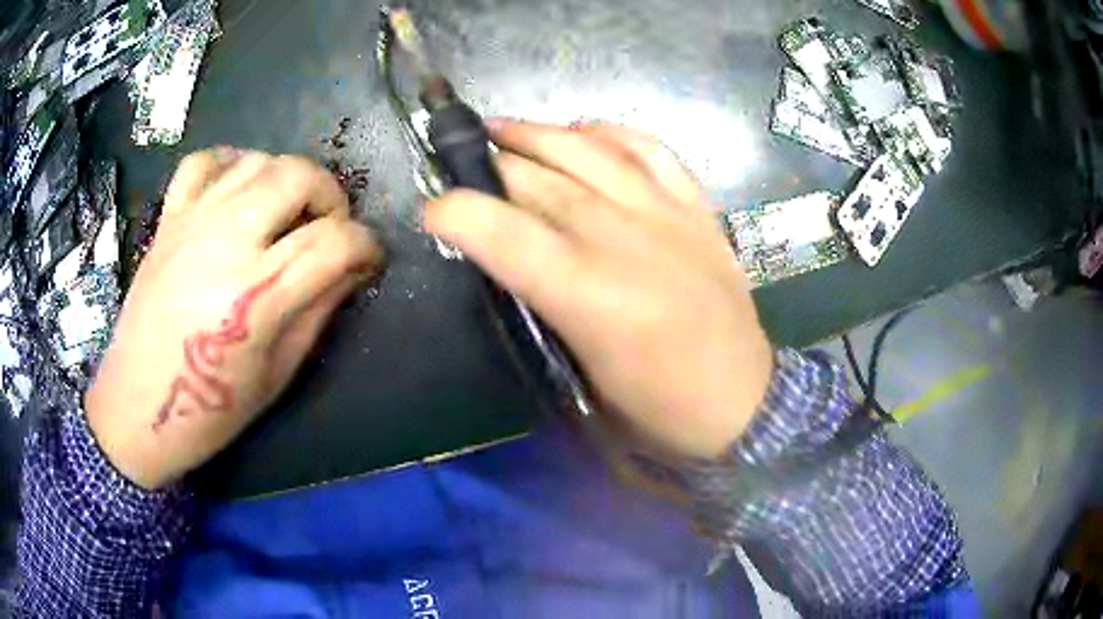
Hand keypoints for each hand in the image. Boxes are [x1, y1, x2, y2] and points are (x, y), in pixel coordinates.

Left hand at [86, 150, 381, 488]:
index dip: (366, 245)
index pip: (334, 242)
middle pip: (298, 177)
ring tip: (287, 212)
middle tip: (329, 228)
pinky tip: (238, 190)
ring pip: (257, 160)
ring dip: (287, 178)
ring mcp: (192, 224)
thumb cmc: (210, 411)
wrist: (137, 410)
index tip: (369, 259)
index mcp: (256, 296)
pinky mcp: (168, 221)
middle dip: (331, 196)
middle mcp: (225, 243)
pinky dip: (229, 164)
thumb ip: (318, 310)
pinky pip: (202, 163)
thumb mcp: (277, 373)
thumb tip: (353, 268)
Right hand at [426, 120, 771, 459]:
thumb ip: (539, 304)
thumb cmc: (655, 407)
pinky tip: (584, 132)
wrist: (742, 403)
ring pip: (589, 149)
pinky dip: (611, 132)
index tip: (432, 212)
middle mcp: (623, 237)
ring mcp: (666, 214)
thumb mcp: (579, 374)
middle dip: (487, 164)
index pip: (503, 230)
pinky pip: (651, 148)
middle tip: (459, 160)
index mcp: (588, 293)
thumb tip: (507, 259)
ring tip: (501, 129)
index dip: (455, 212)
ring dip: (537, 133)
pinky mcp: (697, 209)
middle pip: (538, 179)